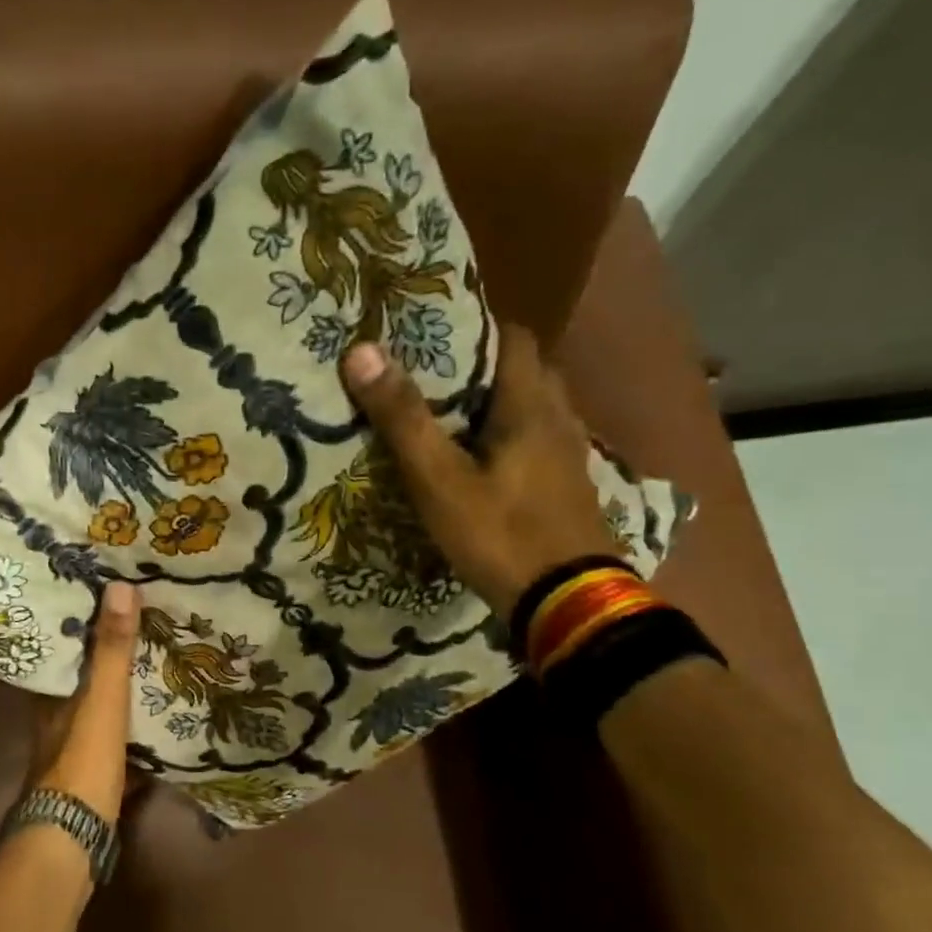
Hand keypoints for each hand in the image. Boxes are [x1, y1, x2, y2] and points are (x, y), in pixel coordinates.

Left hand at [28, 579, 141, 824]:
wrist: (75, 838)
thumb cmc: (83, 762)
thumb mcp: (101, 700)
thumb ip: (111, 650)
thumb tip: (120, 587)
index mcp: (50, 695)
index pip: (60, 647)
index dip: (78, 623)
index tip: (102, 596)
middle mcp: (56, 718)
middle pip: (82, 678)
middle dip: (106, 656)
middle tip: (140, 625)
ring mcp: (75, 748)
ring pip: (99, 709)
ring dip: (121, 690)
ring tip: (154, 662)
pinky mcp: (96, 773)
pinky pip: (118, 740)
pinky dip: (133, 728)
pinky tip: (157, 719)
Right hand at [343, 323, 616, 620]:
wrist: (566, 603)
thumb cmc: (500, 534)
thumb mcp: (439, 480)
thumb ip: (403, 418)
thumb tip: (361, 351)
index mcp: (531, 405)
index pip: (514, 337)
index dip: (476, 328)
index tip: (432, 335)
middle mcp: (559, 419)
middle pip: (527, 371)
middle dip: (484, 367)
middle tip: (434, 378)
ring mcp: (570, 456)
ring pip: (535, 409)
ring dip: (500, 405)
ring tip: (452, 419)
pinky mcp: (569, 488)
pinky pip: (540, 443)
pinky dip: (512, 440)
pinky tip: (484, 464)